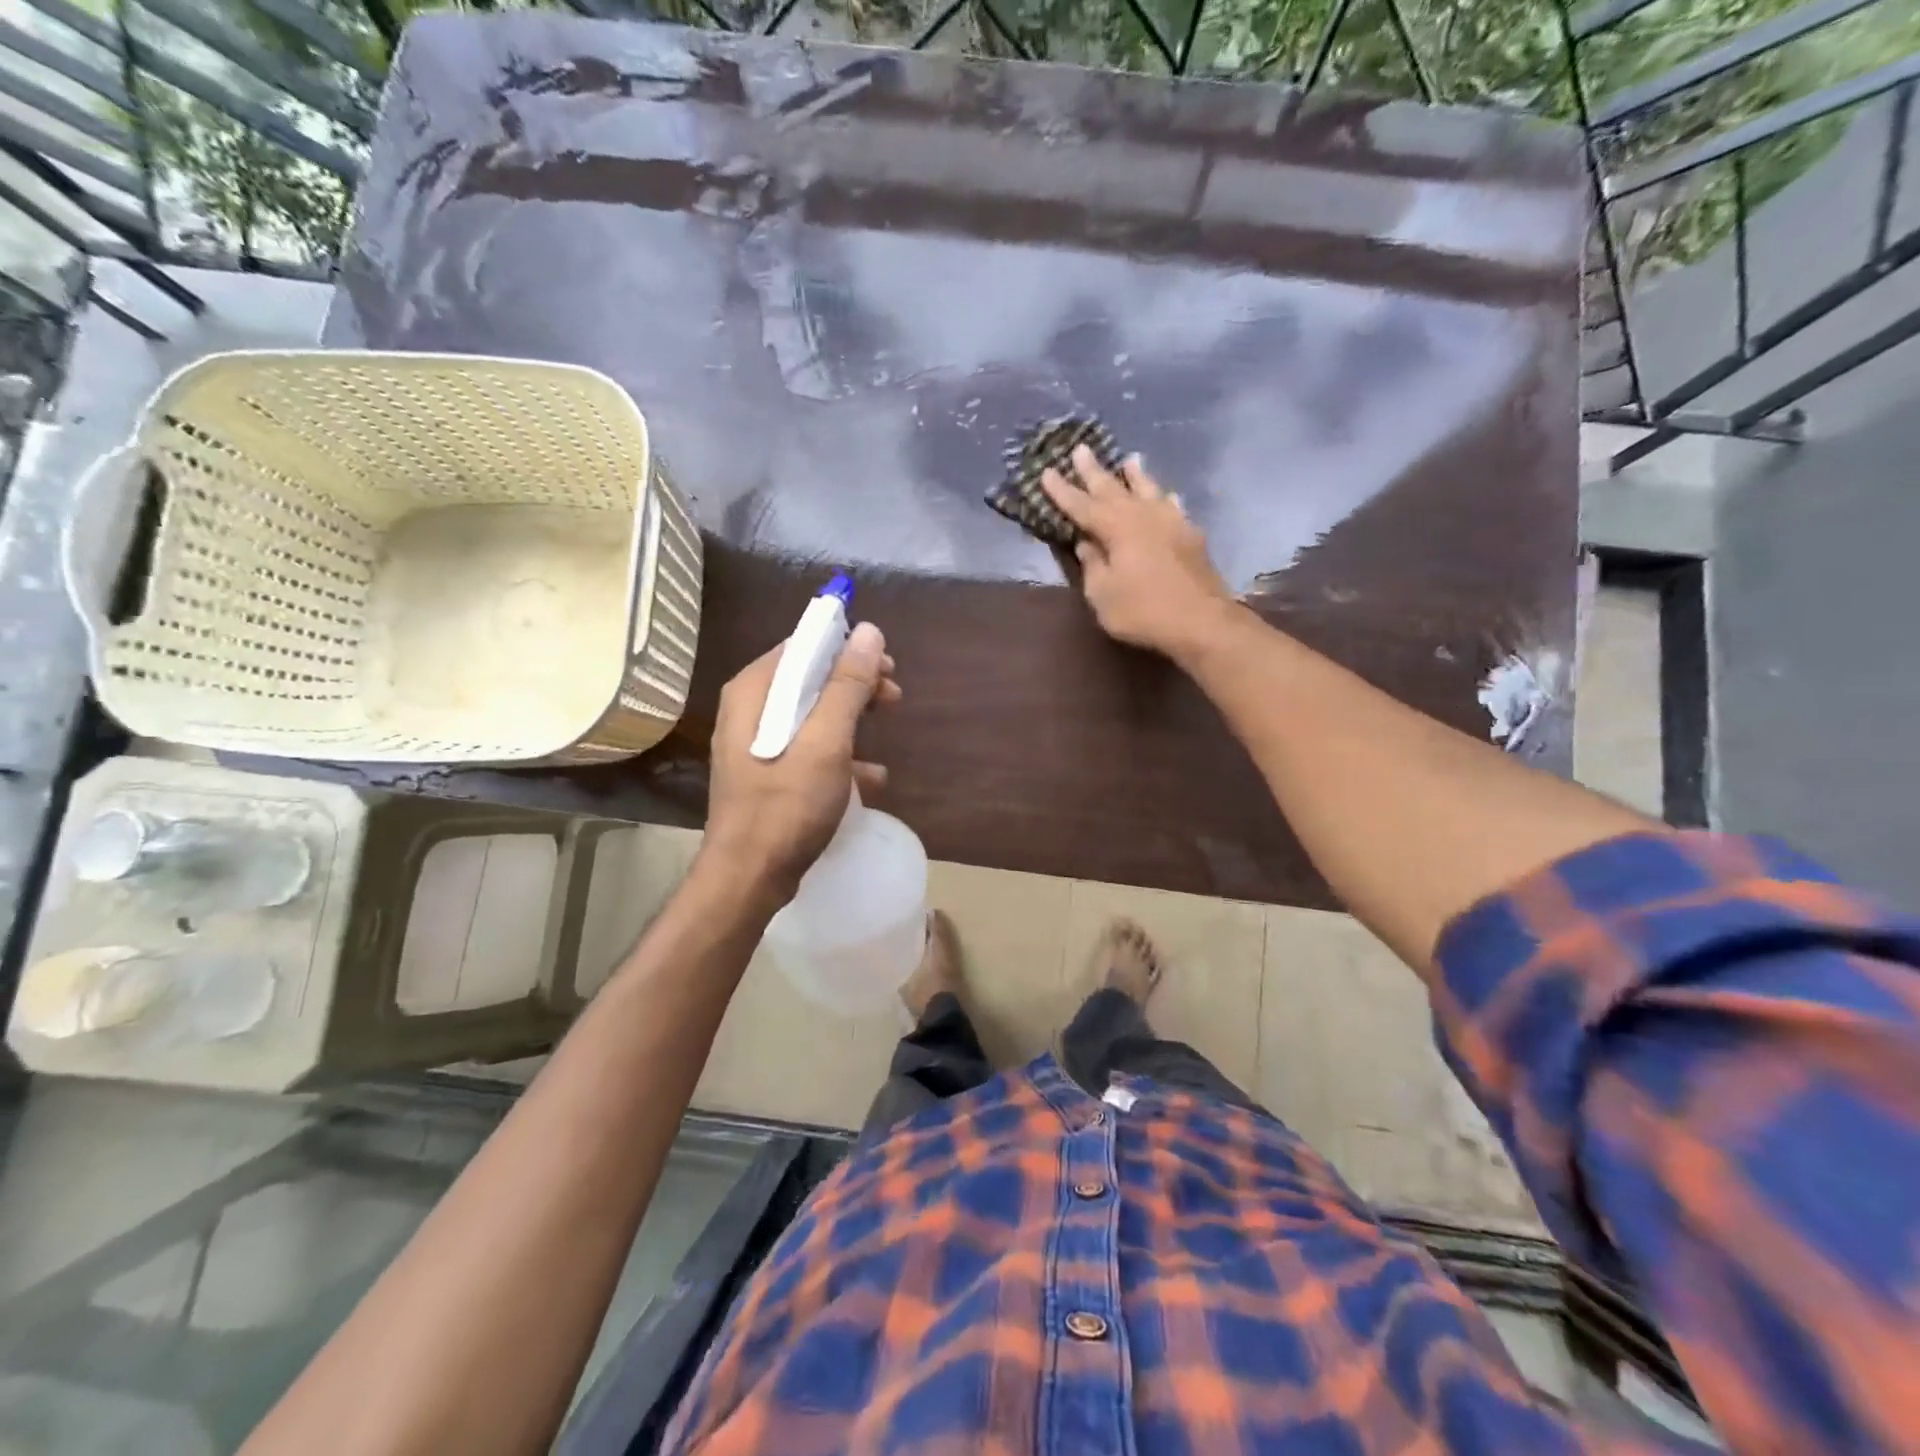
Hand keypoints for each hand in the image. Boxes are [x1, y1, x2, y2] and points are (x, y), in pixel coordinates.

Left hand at [701, 621, 901, 902]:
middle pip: (810, 678)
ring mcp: (757, 743)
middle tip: (893, 697)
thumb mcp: (825, 743)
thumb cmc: (786, 806)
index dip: (848, 649)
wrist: (749, 879)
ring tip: (884, 735)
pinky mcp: (768, 773)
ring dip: (852, 719)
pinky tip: (870, 778)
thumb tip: (869, 632)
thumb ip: (847, 686)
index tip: (886, 666)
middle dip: (855, 685)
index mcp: (754, 691)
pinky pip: (809, 747)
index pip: (804, 646)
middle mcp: (750, 709)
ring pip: (812, 713)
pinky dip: (840, 754)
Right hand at [1041, 445, 1235, 660]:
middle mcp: (1142, 516)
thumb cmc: (1143, 611)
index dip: (1062, 490)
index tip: (1047, 471)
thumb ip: (1092, 564)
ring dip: (1136, 475)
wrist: (1202, 621)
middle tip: (1082, 448)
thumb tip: (1086, 542)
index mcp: (1115, 528)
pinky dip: (1165, 498)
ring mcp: (1171, 522)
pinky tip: (1167, 496)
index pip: (1081, 505)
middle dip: (1094, 471)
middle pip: (1113, 488)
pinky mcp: (1191, 535)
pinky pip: (1173, 507)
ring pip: (1148, 490)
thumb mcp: (1102, 594)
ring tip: (1130, 458)